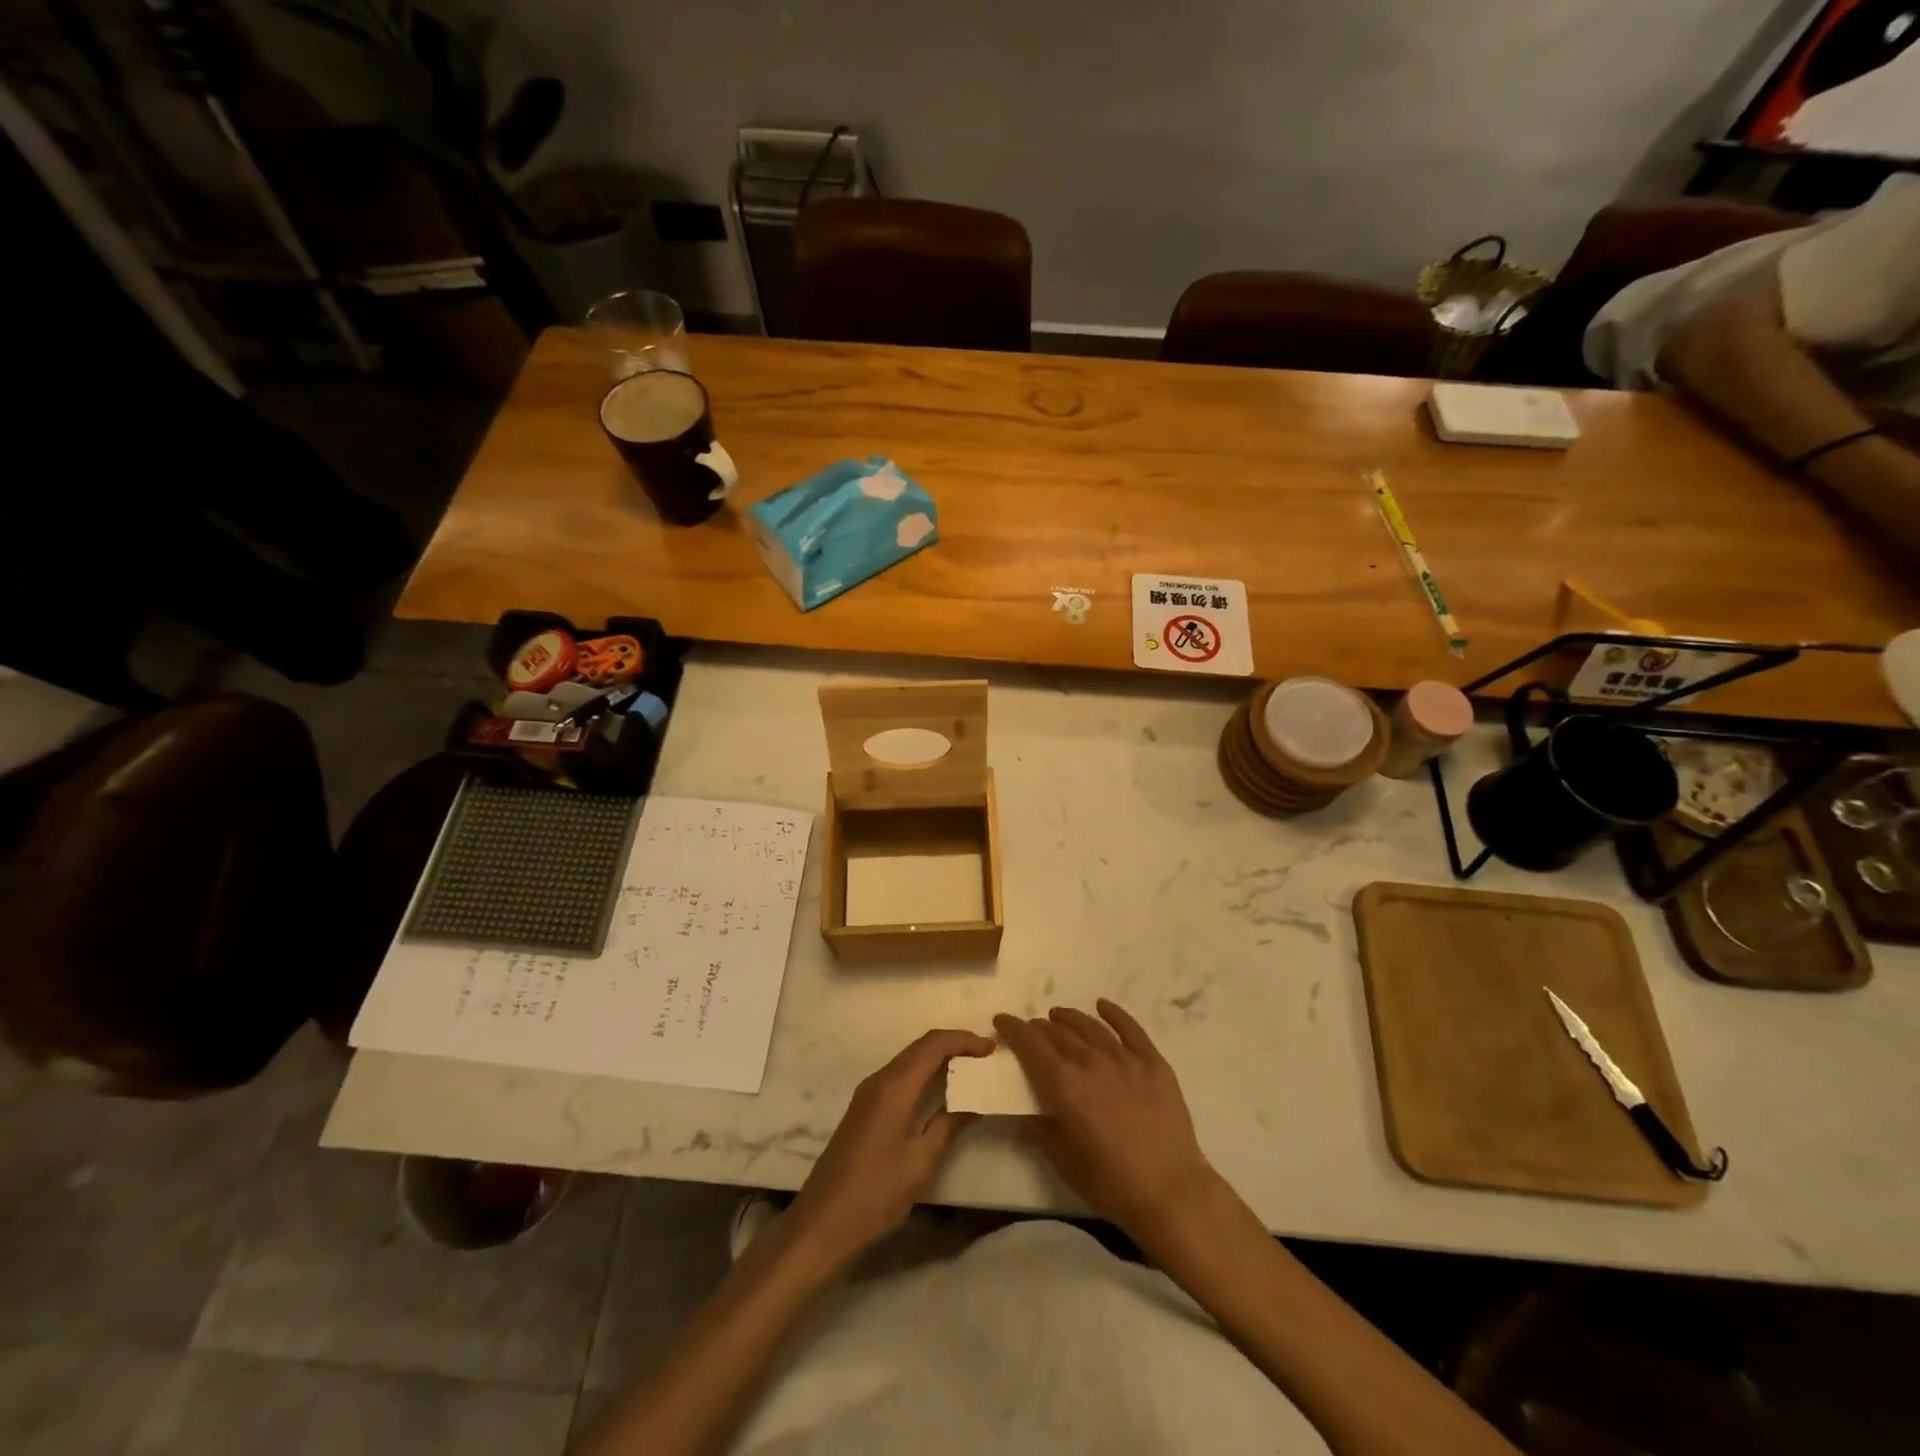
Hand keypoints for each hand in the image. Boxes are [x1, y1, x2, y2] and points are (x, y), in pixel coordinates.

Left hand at [787, 1029, 992, 1263]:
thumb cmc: (875, 1193)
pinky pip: (900, 1076)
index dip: (963, 1040)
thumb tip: (974, 1102)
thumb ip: (949, 1126)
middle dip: (954, 1045)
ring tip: (969, 1071)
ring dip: (939, 1058)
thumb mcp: (921, 1162)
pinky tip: (940, 1091)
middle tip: (985, 1057)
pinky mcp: (865, 1108)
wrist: (822, 1223)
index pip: (933, 1045)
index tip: (991, 1048)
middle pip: (920, 1047)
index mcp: (894, 1086)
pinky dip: (924, 1073)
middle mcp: (879, 1080)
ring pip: (909, 1060)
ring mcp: (868, 1093)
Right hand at [995, 1000, 1215, 1244]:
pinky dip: (1113, 1013)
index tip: (1002, 1020)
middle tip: (1031, 1029)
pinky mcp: (1152, 1062)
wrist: (1170, 1191)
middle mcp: (1090, 1062)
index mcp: (1064, 1085)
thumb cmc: (1111, 1183)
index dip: (1013, 1029)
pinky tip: (1102, 1006)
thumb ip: (1042, 1130)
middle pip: (1058, 1033)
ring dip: (1069, 1018)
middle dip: (1039, 1027)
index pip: (1030, 1045)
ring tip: (1058, 1015)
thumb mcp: (1064, 1161)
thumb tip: (1027, 1113)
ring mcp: (1124, 1058)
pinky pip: (1129, 1028)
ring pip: (1089, 1026)